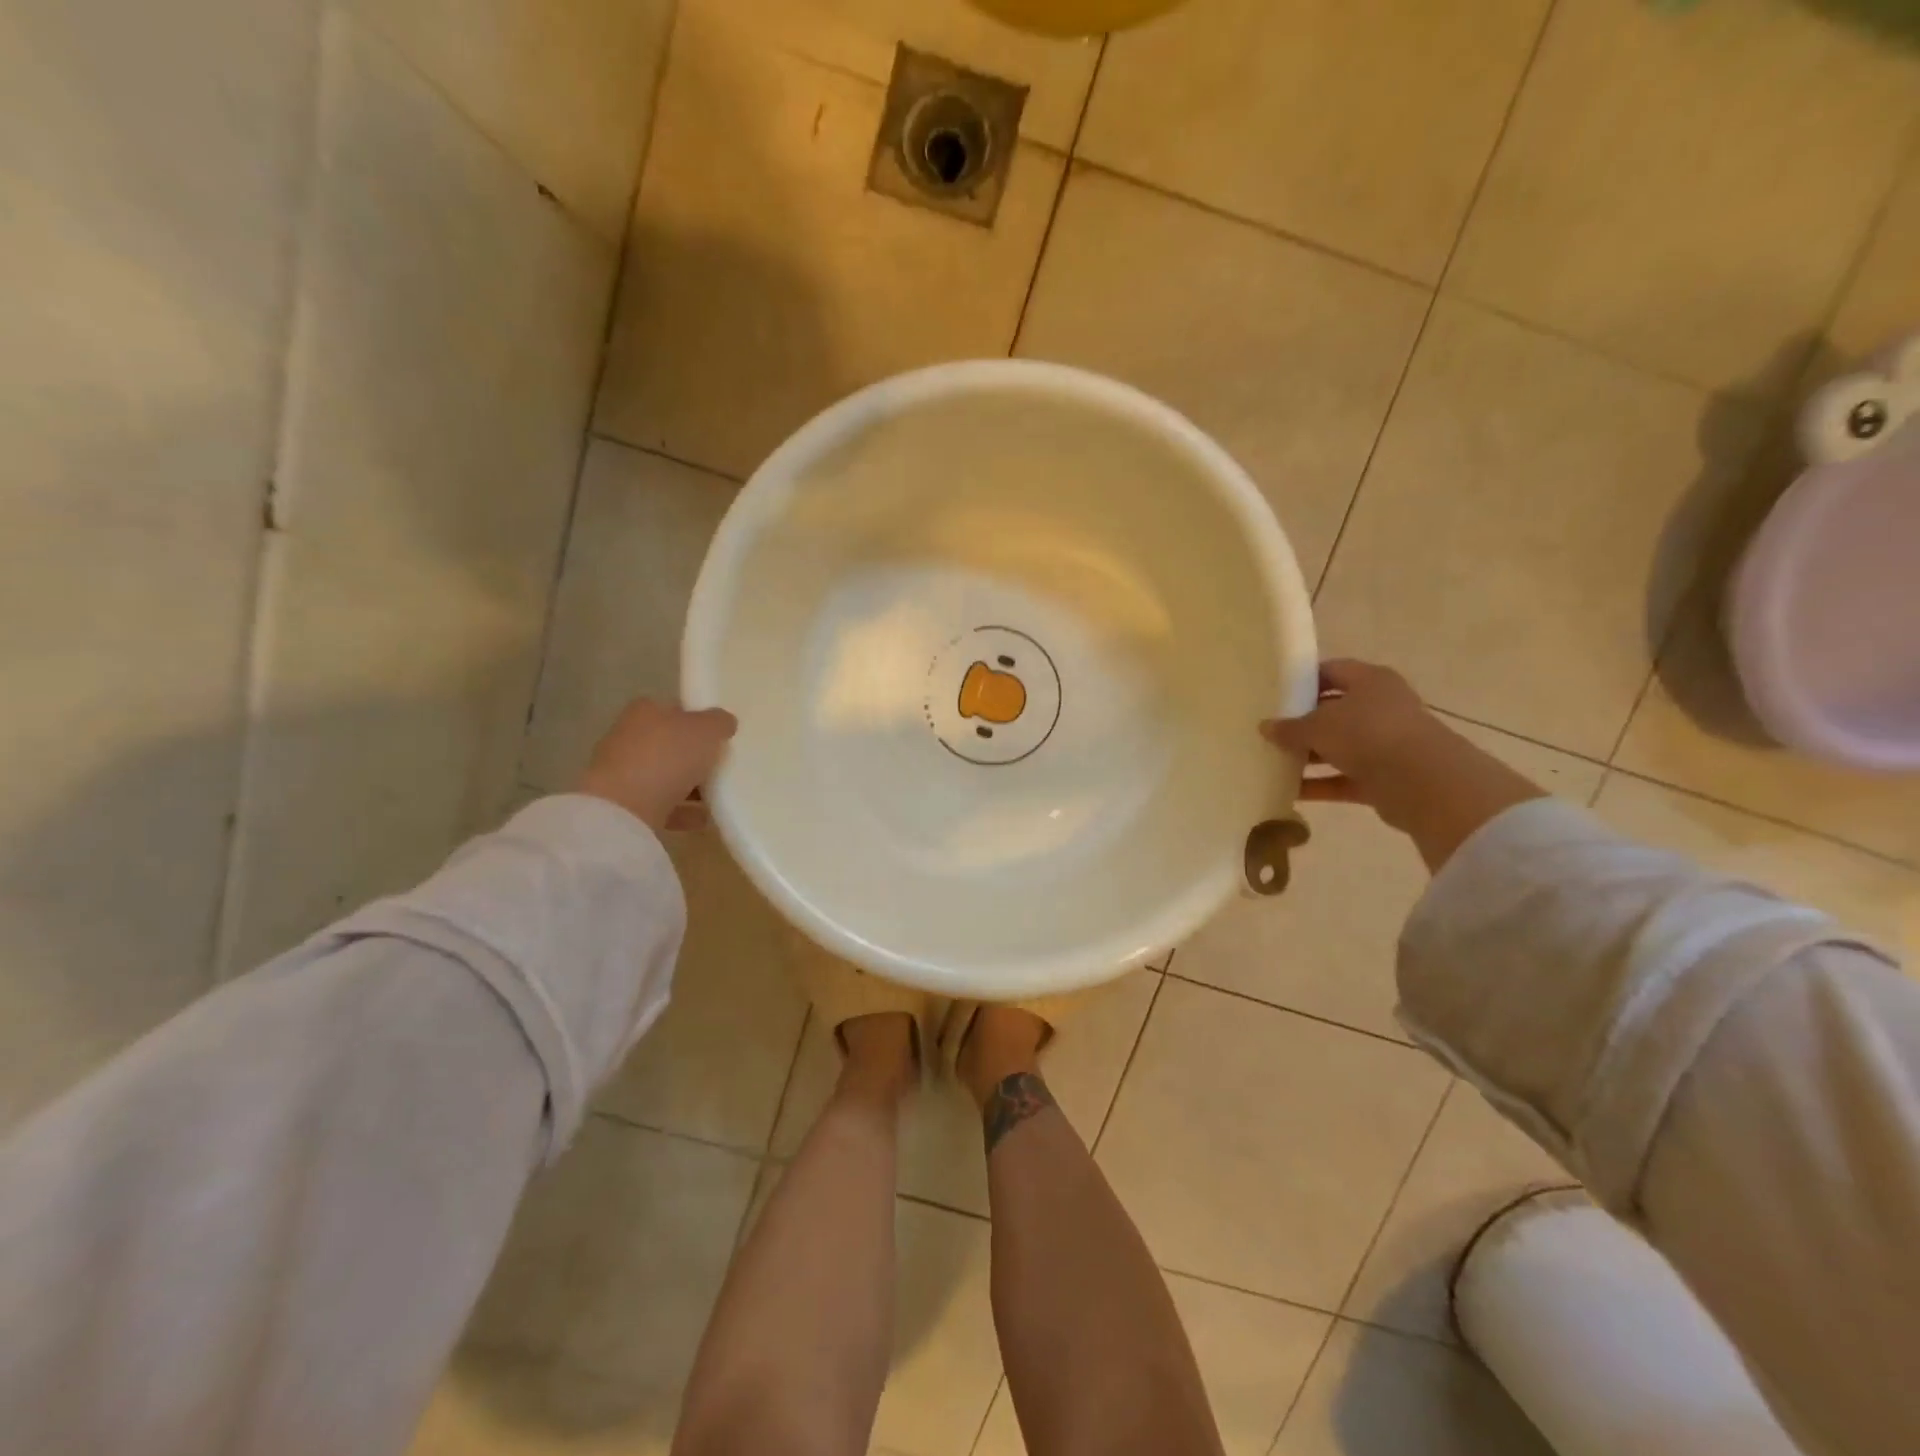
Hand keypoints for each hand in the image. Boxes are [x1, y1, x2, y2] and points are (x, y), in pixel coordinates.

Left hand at [577, 700, 737, 832]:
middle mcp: (628, 736)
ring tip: (717, 798)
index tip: (719, 736)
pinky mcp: (621, 804)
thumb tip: (724, 722)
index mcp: (645, 711)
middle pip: (669, 744)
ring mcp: (621, 772)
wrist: (624, 808)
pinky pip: (659, 805)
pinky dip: (681, 811)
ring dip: (688, 786)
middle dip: (693, 756)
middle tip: (721, 767)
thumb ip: (719, 722)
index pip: (674, 710)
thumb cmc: (667, 756)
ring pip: (663, 776)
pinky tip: (702, 819)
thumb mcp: (707, 730)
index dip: (698, 720)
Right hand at [1260, 660, 1543, 870]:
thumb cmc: (1367, 734)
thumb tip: (1265, 727)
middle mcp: (1381, 707)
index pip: (1333, 671)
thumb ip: (1290, 727)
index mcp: (1371, 681)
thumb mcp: (1318, 726)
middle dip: (1303, 722)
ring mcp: (1385, 743)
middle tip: (1271, 730)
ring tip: (1273, 762)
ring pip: (1339, 746)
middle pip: (1335, 711)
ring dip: (1309, 756)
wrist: (1422, 781)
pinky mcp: (1385, 777)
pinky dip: (1320, 784)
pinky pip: (1344, 778)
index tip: (1276, 693)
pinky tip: (1289, 791)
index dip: (1304, 680)